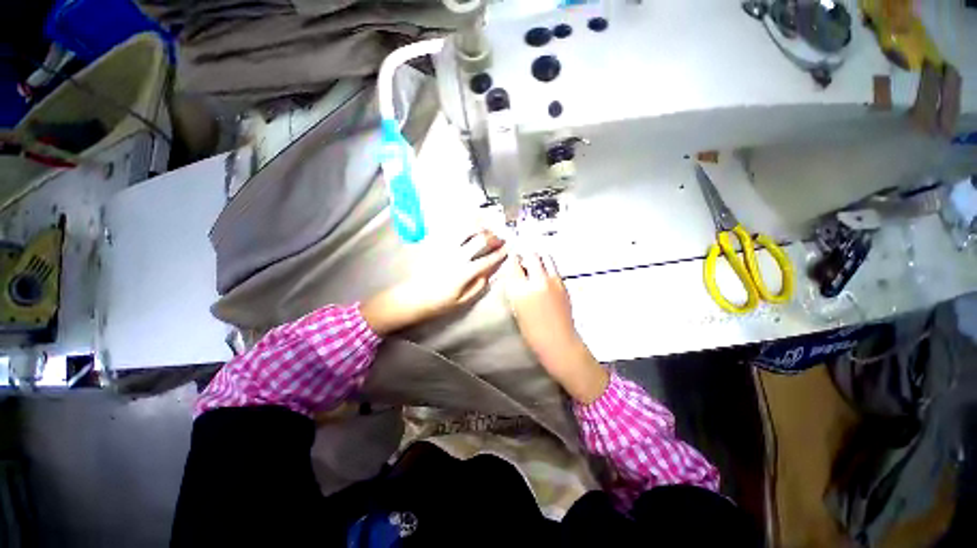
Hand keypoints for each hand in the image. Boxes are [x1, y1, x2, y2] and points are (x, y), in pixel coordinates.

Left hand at [362, 230, 507, 334]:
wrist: (412, 298)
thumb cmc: (438, 303)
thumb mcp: (462, 301)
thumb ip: (478, 286)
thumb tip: (489, 273)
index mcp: (464, 272)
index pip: (487, 259)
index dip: (500, 253)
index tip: (509, 247)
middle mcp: (456, 256)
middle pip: (479, 240)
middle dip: (493, 236)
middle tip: (500, 236)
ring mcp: (445, 248)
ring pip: (465, 230)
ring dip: (478, 224)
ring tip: (487, 221)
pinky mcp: (435, 244)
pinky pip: (450, 229)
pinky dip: (462, 223)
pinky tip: (468, 219)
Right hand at [505, 252, 608, 403]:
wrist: (557, 341)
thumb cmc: (532, 331)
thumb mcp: (516, 307)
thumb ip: (516, 287)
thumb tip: (517, 272)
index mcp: (521, 290)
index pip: (514, 263)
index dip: (512, 259)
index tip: (512, 259)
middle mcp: (537, 281)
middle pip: (531, 254)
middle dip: (525, 255)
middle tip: (523, 261)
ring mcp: (553, 281)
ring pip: (546, 257)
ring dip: (538, 258)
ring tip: (535, 266)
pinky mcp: (564, 284)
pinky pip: (554, 268)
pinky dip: (548, 268)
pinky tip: (545, 278)